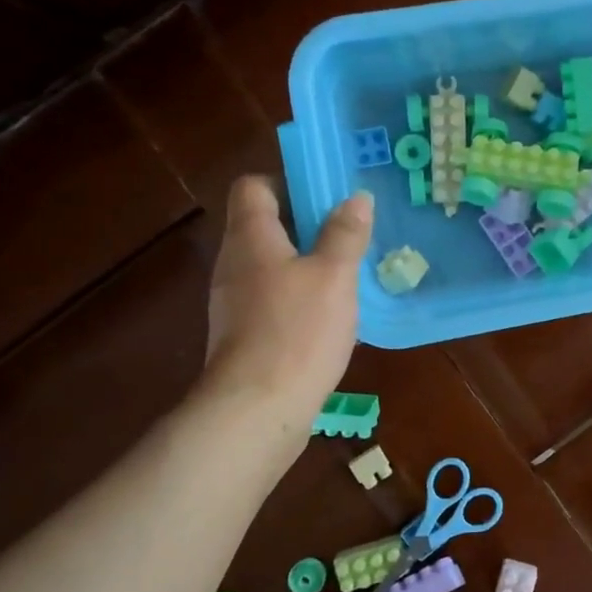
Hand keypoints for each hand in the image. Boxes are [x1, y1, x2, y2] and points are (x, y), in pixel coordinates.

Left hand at [199, 176, 372, 440]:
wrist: (257, 410)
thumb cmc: (297, 331)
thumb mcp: (334, 276)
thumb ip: (345, 234)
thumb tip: (356, 198)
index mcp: (251, 238)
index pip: (253, 186)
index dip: (287, 182)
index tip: (326, 195)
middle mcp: (234, 264)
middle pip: (264, 226)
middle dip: (306, 224)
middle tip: (349, 232)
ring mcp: (234, 303)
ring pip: (271, 266)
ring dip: (306, 263)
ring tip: (347, 272)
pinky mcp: (244, 336)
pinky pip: (272, 300)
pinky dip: (299, 297)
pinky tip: (330, 316)